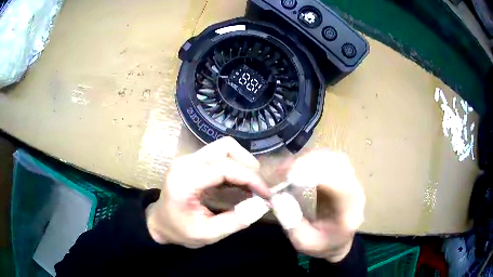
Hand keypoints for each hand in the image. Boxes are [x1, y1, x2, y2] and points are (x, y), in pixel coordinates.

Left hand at [145, 137, 270, 247]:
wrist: (159, 223)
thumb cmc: (179, 230)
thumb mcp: (207, 234)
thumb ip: (235, 222)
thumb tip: (261, 206)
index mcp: (185, 180)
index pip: (225, 168)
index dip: (251, 178)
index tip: (266, 194)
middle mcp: (186, 162)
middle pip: (226, 147)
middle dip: (249, 164)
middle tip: (259, 187)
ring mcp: (189, 159)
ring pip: (225, 147)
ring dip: (243, 163)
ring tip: (252, 185)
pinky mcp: (194, 161)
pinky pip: (220, 155)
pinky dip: (235, 165)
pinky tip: (240, 183)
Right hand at [271, 150, 364, 262]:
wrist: (339, 242)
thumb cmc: (323, 244)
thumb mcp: (303, 243)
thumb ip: (292, 224)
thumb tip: (277, 197)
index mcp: (350, 213)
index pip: (341, 186)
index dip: (317, 176)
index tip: (290, 176)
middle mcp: (355, 192)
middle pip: (339, 165)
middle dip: (310, 163)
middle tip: (284, 170)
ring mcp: (351, 181)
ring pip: (335, 158)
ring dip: (311, 158)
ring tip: (289, 167)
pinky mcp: (343, 176)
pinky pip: (331, 159)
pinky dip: (313, 159)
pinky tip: (299, 166)